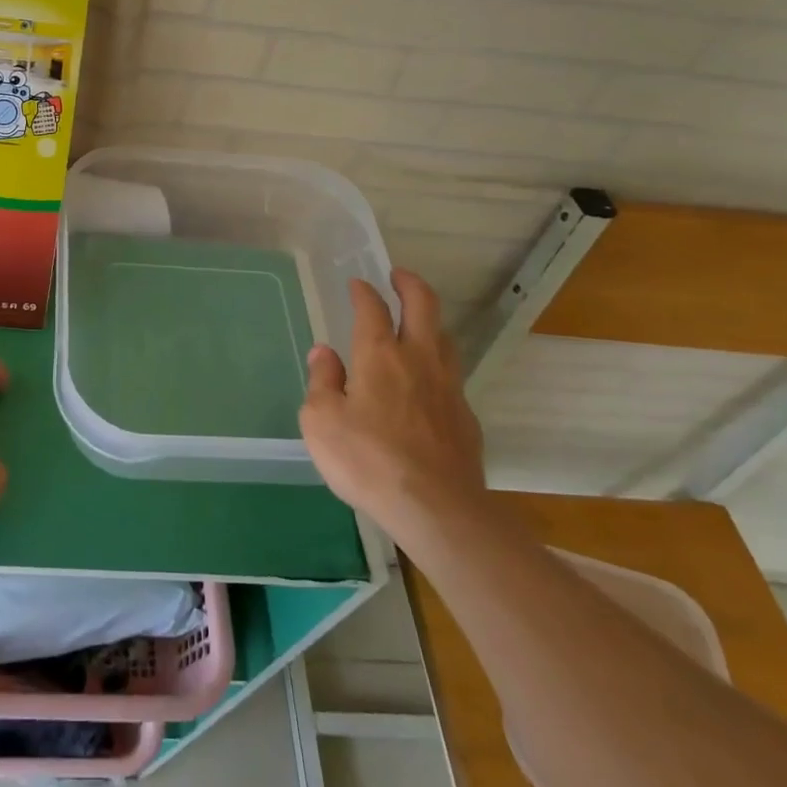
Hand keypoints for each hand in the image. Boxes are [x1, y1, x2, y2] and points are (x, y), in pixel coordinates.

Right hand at [299, 268, 487, 549]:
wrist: (437, 510)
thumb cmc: (368, 460)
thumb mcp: (320, 421)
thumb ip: (321, 382)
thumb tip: (325, 353)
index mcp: (379, 355)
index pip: (372, 308)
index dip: (363, 292)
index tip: (357, 284)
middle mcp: (418, 360)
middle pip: (424, 307)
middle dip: (411, 285)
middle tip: (399, 276)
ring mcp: (449, 388)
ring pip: (444, 339)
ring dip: (429, 322)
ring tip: (416, 323)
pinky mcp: (466, 418)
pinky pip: (451, 376)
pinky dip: (437, 365)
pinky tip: (428, 383)